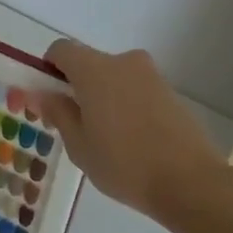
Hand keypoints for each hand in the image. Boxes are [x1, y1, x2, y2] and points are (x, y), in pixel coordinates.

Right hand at [33, 40, 229, 222]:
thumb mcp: (79, 145)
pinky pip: (136, 89)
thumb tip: (40, 93)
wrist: (191, 182)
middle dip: (77, 86)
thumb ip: (58, 112)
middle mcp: (123, 62)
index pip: (61, 49)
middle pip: (89, 62)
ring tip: (107, 137)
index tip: (50, 97)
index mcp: (94, 69)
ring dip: (104, 96)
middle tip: (75, 123)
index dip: (49, 68)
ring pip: (114, 77)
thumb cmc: (124, 163)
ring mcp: (151, 75)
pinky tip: (132, 139)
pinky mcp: (171, 92)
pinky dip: (127, 104)